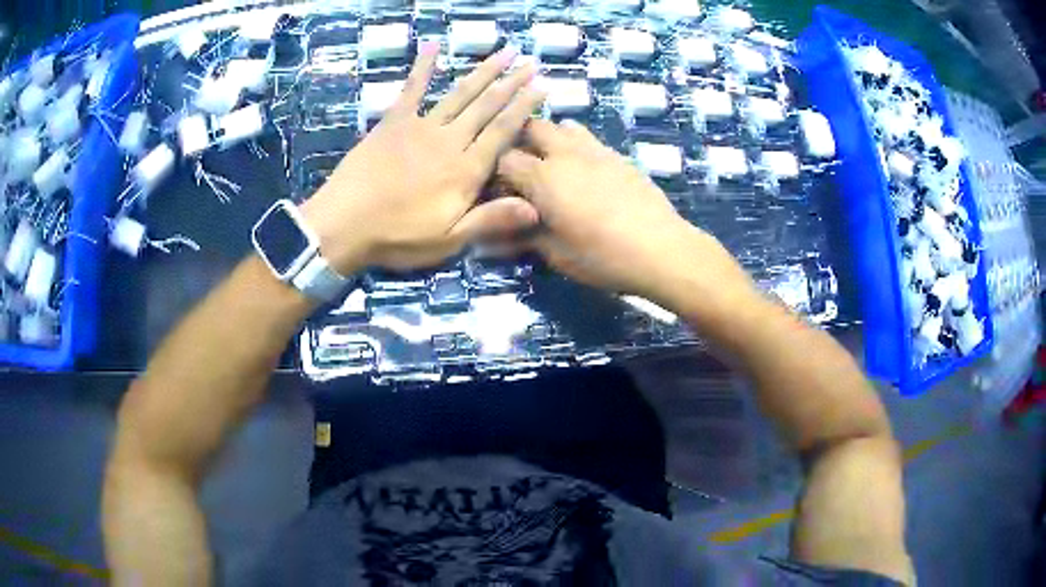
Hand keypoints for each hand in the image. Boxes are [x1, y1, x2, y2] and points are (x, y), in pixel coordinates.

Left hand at [301, 43, 545, 272]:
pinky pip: (411, 90)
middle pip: (486, 106)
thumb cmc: (397, 237)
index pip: (503, 131)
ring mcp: (420, 127)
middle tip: (531, 61)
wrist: (343, 224)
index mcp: (465, 170)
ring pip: (459, 94)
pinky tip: (432, 46)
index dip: (524, 107)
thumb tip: (535, 206)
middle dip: (511, 82)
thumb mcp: (448, 240)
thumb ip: (490, 220)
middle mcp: (449, 141)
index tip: (542, 86)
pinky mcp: (393, 122)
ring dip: (483, 71)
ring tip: (504, 52)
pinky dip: (422, 68)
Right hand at [497, 120, 732, 301]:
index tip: (498, 190)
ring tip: (553, 165)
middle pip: (532, 127)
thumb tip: (490, 239)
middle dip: (520, 142)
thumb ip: (521, 238)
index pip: (504, 158)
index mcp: (543, 177)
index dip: (496, 173)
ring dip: (551, 139)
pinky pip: (589, 139)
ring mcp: (595, 150)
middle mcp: (566, 153)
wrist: (661, 249)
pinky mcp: (618, 156)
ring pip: (563, 126)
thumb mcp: (555, 254)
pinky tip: (585, 173)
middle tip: (522, 169)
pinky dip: (577, 146)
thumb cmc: (602, 256)